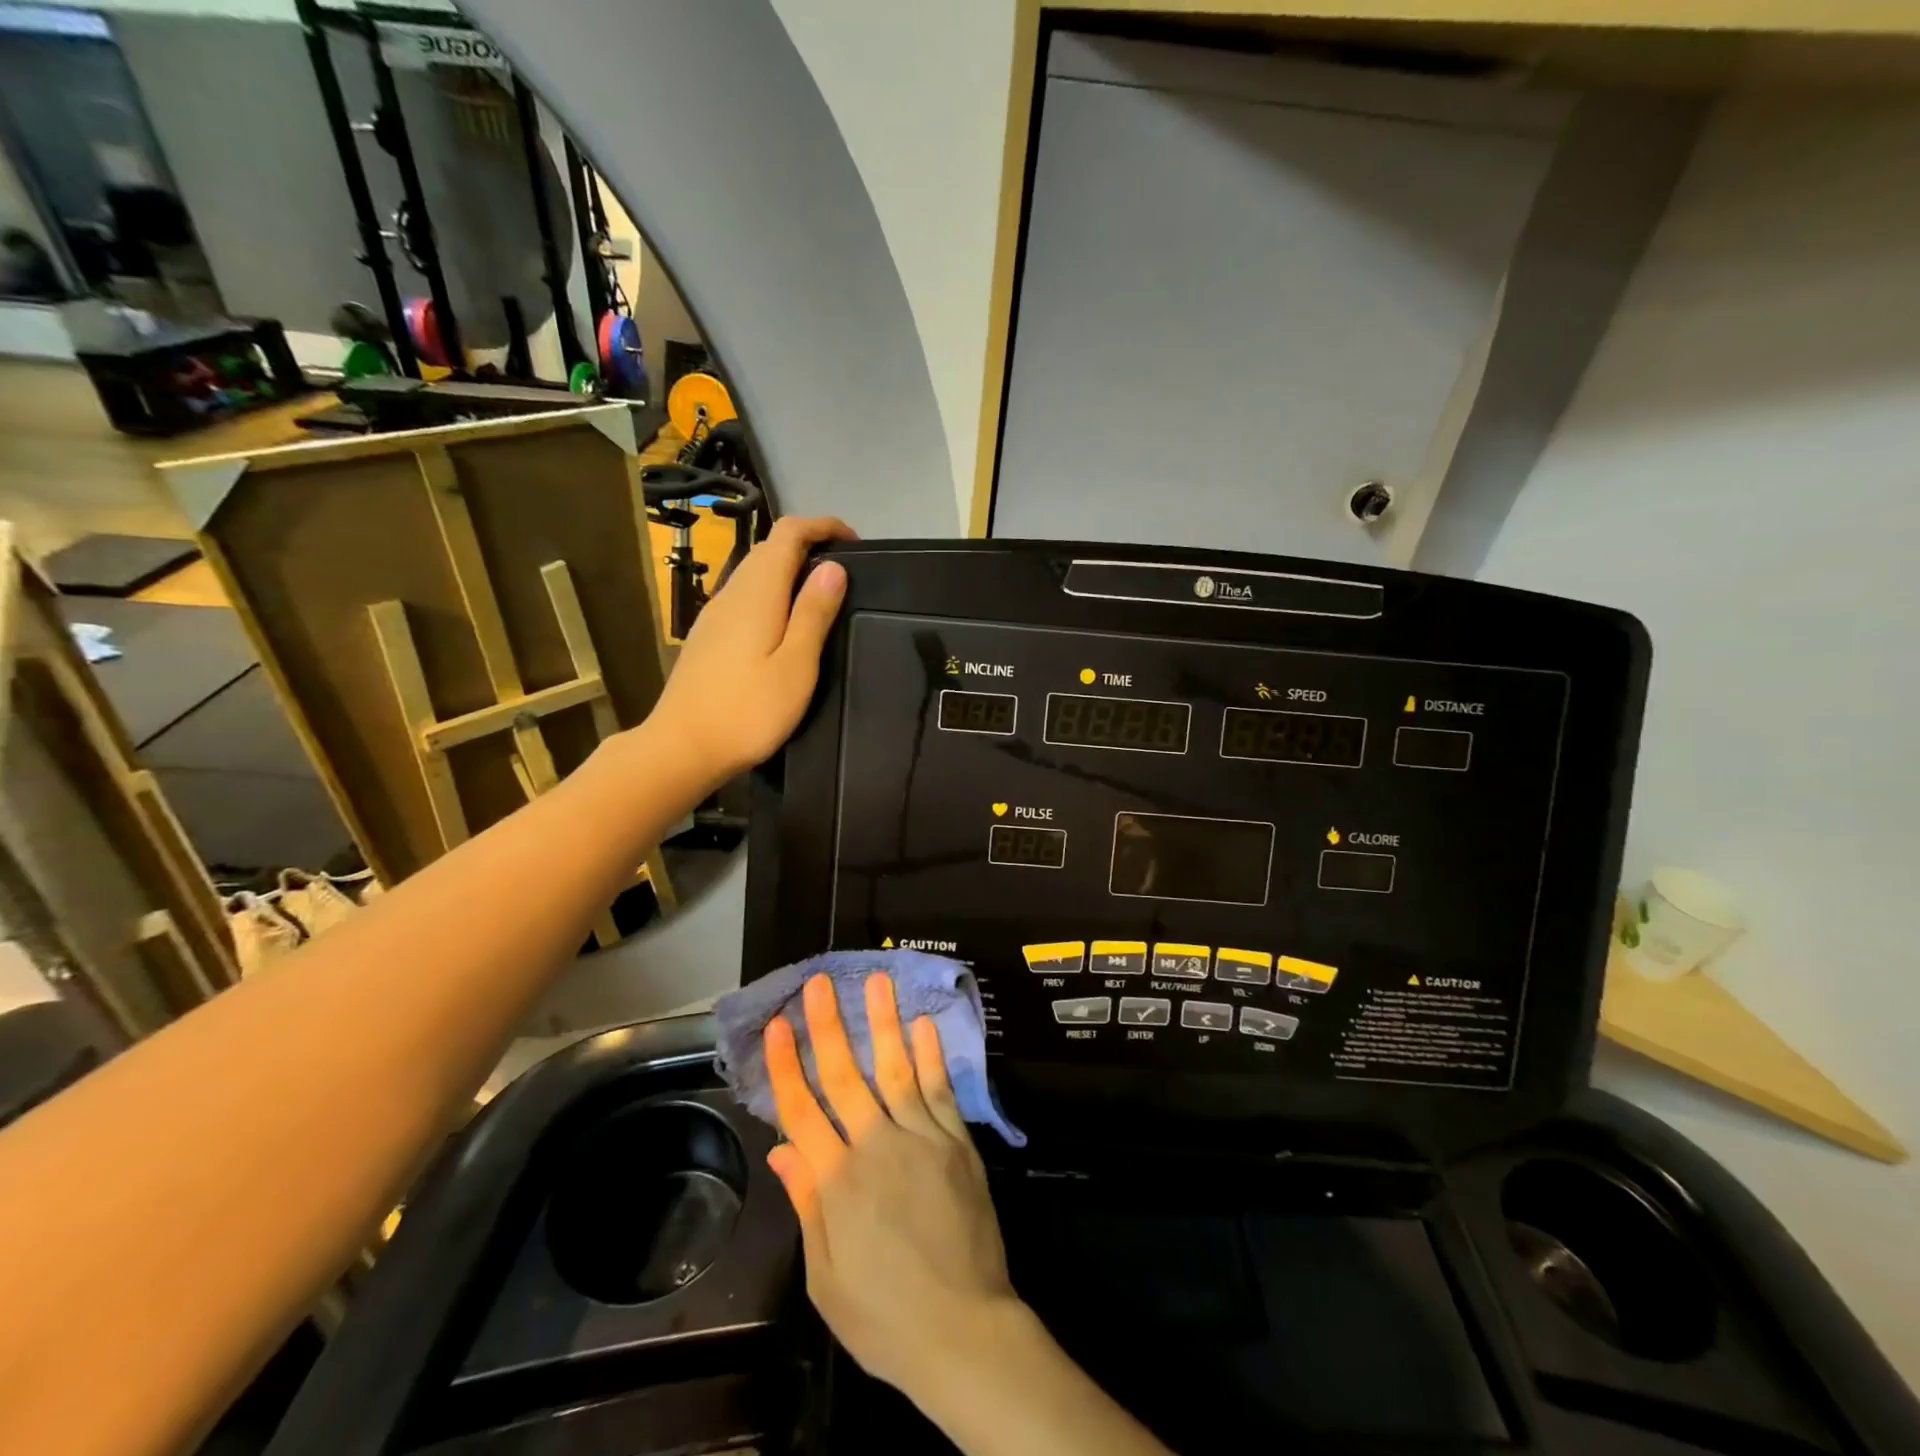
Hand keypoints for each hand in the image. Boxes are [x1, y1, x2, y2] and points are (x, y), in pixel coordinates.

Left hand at [649, 515, 854, 783]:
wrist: (681, 747)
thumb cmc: (748, 711)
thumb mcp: (796, 666)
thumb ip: (814, 614)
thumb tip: (834, 567)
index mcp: (758, 593)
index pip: (788, 534)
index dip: (822, 526)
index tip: (854, 542)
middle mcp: (732, 592)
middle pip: (769, 548)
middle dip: (809, 546)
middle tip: (845, 572)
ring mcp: (715, 614)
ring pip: (755, 572)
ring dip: (789, 570)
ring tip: (821, 596)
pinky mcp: (708, 635)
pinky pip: (745, 596)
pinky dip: (772, 592)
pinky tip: (785, 624)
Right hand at [764, 974, 1018, 1398]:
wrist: (963, 1331)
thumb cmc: (884, 1315)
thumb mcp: (825, 1277)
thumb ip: (807, 1204)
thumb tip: (782, 1150)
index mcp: (837, 1182)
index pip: (802, 1110)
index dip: (786, 1065)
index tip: (777, 1025)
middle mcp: (876, 1147)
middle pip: (845, 1076)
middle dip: (828, 1027)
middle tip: (820, 982)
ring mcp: (922, 1138)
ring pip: (896, 1069)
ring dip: (883, 1023)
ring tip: (876, 981)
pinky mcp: (957, 1143)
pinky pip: (940, 1090)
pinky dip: (931, 1056)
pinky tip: (923, 1025)